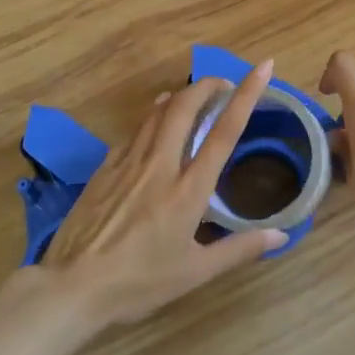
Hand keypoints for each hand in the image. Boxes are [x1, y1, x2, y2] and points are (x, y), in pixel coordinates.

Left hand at [41, 63, 286, 328]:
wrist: (73, 286)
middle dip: (206, 85)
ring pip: (155, 114)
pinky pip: (133, 133)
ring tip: (191, 97)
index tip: (261, 68)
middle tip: (223, 82)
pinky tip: (152, 128)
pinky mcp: (104, 168)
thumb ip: (239, 249)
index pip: (224, 132)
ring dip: (178, 98)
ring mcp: (127, 163)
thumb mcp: (195, 273)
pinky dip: (151, 120)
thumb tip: (281, 237)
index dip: (246, 95)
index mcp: (188, 189)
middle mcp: (160, 165)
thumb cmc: (139, 282)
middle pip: (184, 107)